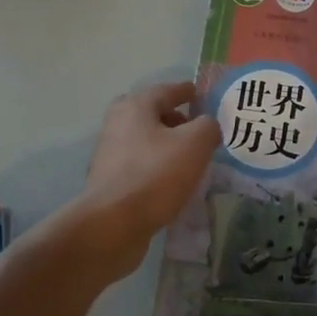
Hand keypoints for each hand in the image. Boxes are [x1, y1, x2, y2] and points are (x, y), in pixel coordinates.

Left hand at [76, 81, 220, 273]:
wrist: (112, 224)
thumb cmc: (155, 175)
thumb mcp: (195, 144)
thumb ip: (207, 127)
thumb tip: (207, 126)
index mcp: (135, 107)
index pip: (166, 91)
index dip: (186, 92)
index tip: (200, 94)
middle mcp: (117, 124)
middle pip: (151, 114)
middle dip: (174, 119)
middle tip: (197, 130)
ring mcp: (110, 153)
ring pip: (145, 141)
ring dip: (166, 145)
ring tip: (190, 159)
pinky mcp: (109, 181)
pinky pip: (140, 165)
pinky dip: (157, 167)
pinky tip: (173, 182)